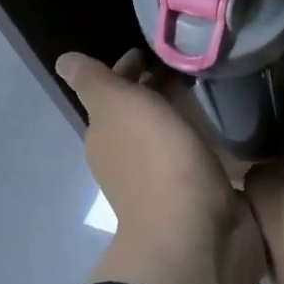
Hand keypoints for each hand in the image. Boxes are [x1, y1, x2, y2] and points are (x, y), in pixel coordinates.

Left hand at [57, 49, 265, 283]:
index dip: (128, 68)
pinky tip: (219, 122)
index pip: (113, 91)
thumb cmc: (155, 160)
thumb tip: (64, 61)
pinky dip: (199, 134)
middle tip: (187, 61)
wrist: (196, 233)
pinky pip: (192, 152)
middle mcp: (127, 156)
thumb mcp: (117, 106)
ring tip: (207, 84)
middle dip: (155, 87)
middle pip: (139, 110)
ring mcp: (162, 177)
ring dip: (179, 110)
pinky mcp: (195, 191)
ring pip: (166, 131)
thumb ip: (94, 81)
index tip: (153, 49)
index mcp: (105, 135)